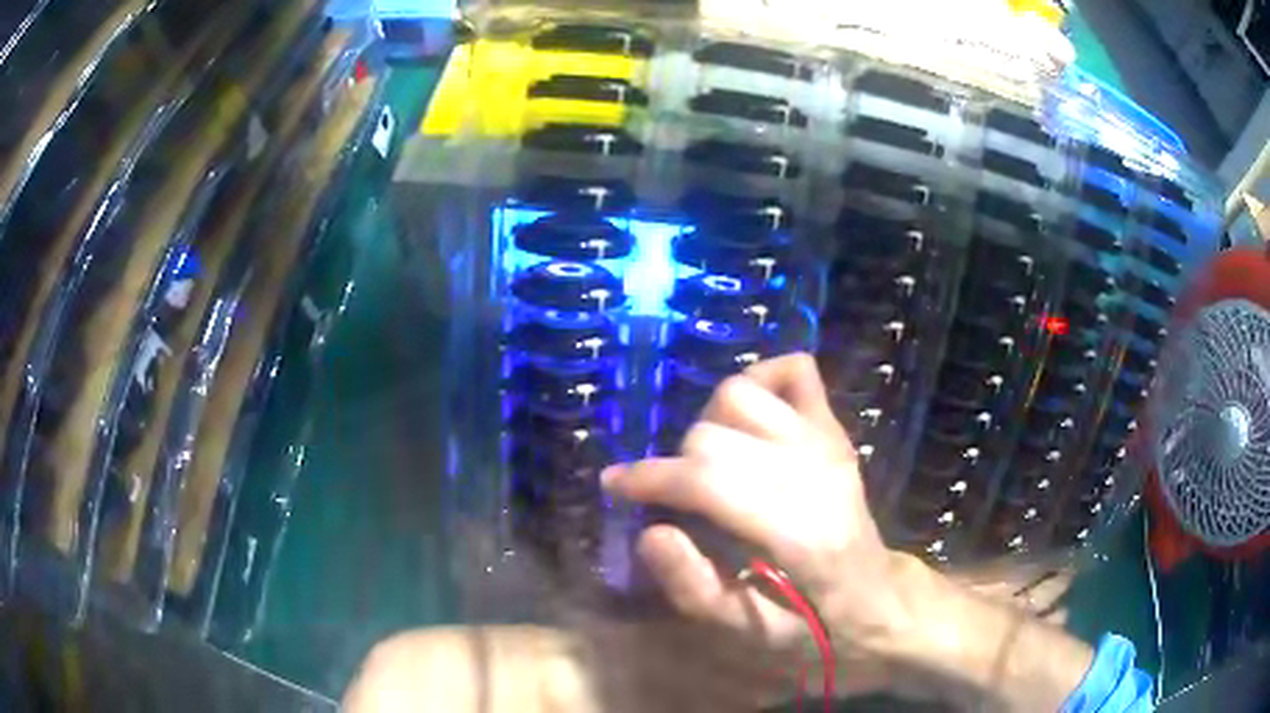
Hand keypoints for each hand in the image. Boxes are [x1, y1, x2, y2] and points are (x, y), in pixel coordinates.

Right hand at [601, 354, 914, 692]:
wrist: (880, 600)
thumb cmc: (817, 628)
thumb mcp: (751, 634)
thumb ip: (696, 589)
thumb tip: (649, 533)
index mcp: (800, 534)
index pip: (709, 481)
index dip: (650, 478)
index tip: (614, 485)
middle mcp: (819, 474)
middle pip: (717, 433)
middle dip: (677, 462)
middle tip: (672, 495)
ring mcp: (832, 444)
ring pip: (744, 394)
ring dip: (709, 423)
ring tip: (705, 461)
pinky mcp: (836, 430)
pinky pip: (795, 371)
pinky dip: (760, 379)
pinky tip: (745, 419)